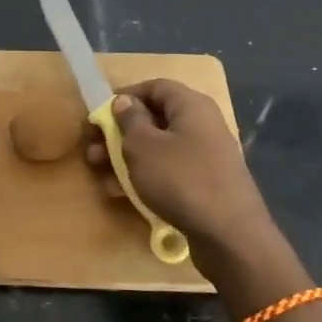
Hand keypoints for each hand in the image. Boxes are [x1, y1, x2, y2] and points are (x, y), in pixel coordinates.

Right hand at [84, 79, 272, 259]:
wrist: (229, 235)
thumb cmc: (180, 179)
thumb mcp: (142, 146)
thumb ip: (129, 120)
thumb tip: (125, 102)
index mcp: (191, 106)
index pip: (155, 86)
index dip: (124, 96)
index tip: (99, 114)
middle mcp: (202, 125)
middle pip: (154, 119)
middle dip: (119, 133)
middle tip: (92, 150)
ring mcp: (205, 156)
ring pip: (158, 148)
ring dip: (126, 158)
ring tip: (100, 174)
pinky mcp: (205, 184)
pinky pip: (169, 171)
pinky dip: (145, 177)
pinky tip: (122, 193)